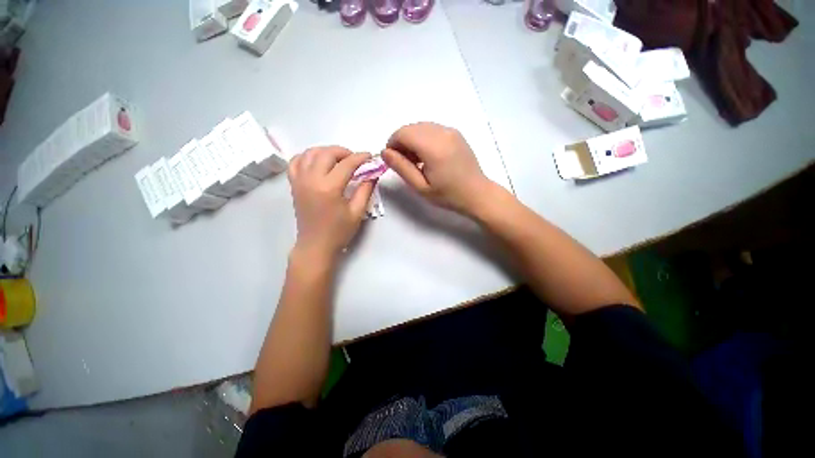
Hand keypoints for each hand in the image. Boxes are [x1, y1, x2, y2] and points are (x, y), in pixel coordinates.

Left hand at [288, 146, 374, 259]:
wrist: (316, 245)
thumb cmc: (339, 232)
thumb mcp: (357, 212)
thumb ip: (365, 190)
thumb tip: (373, 174)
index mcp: (329, 188)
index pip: (347, 164)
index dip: (360, 158)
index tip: (370, 157)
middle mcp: (311, 179)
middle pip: (327, 153)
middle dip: (344, 151)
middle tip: (355, 159)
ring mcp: (300, 180)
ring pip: (310, 153)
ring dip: (326, 151)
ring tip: (339, 159)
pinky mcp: (294, 185)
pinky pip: (296, 161)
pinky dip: (308, 156)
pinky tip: (318, 162)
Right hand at [381, 122, 493, 215]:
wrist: (477, 194)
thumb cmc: (448, 195)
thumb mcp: (421, 187)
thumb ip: (401, 168)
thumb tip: (385, 152)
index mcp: (433, 147)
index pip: (403, 133)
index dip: (392, 144)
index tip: (393, 160)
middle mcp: (442, 133)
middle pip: (411, 128)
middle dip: (401, 142)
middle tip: (405, 163)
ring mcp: (451, 131)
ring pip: (421, 127)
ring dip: (412, 140)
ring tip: (416, 162)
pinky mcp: (455, 133)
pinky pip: (432, 129)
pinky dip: (423, 139)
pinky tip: (428, 156)